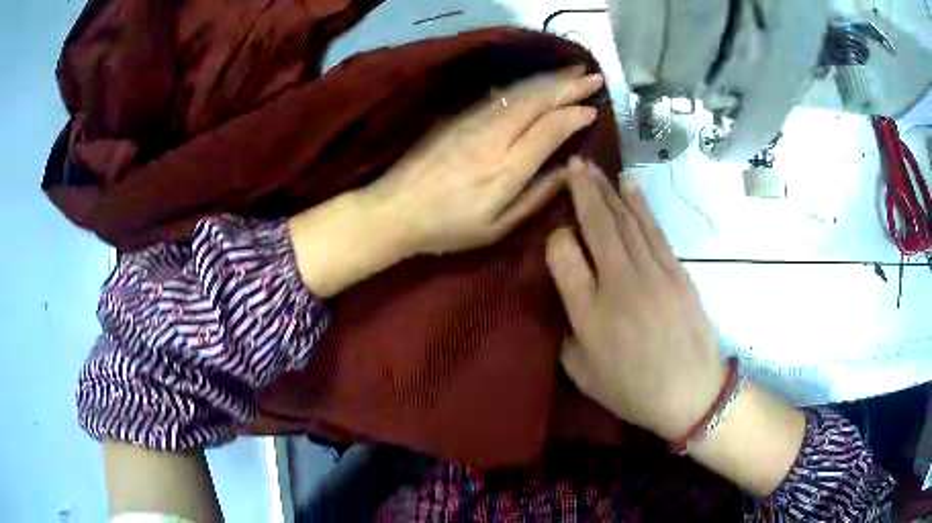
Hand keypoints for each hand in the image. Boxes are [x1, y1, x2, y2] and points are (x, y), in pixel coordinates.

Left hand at [289, 68, 603, 297]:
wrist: (394, 209)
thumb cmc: (447, 227)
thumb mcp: (497, 227)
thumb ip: (536, 197)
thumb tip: (569, 170)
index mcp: (507, 168)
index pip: (550, 128)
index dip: (574, 115)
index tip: (593, 110)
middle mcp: (493, 137)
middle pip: (537, 101)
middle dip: (569, 85)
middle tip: (594, 77)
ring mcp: (472, 122)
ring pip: (518, 92)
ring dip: (548, 79)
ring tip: (573, 71)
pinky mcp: (457, 117)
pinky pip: (497, 95)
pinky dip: (522, 86)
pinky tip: (535, 83)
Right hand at [545, 159, 726, 441]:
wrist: (691, 392)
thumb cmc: (633, 390)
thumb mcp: (583, 375)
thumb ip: (566, 336)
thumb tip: (567, 302)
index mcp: (589, 313)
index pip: (564, 255)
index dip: (556, 238)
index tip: (557, 237)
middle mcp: (618, 283)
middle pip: (597, 225)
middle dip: (582, 190)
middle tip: (572, 164)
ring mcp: (652, 273)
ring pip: (625, 220)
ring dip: (607, 189)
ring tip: (593, 167)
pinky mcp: (676, 270)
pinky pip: (653, 229)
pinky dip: (640, 204)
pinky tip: (629, 184)